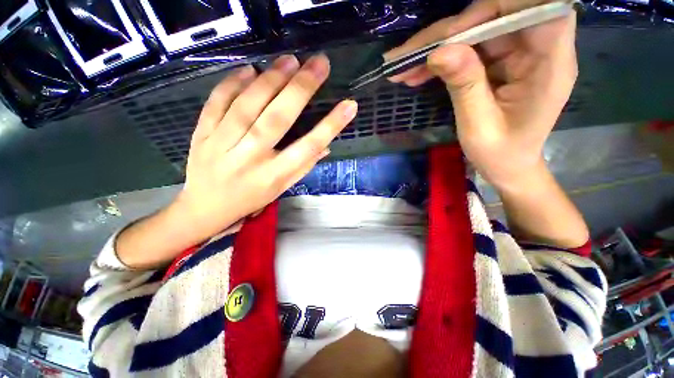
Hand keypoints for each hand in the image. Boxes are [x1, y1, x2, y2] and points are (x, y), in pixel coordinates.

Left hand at [173, 54, 357, 242]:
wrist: (204, 207)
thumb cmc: (251, 199)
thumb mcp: (281, 189)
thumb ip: (303, 167)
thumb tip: (326, 145)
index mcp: (273, 176)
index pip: (307, 148)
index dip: (330, 126)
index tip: (349, 105)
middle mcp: (249, 159)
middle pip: (277, 120)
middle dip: (300, 89)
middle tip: (319, 64)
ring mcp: (221, 145)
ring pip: (247, 107)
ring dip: (270, 80)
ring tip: (290, 61)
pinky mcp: (202, 134)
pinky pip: (216, 103)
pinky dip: (232, 84)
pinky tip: (249, 70)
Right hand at [386, 0, 576, 189]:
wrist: (507, 165)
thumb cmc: (500, 153)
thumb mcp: (478, 126)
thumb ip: (464, 86)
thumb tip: (438, 52)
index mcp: (549, 63)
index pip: (534, 8)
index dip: (495, 9)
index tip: (452, 34)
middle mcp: (537, 49)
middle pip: (494, 18)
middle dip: (446, 34)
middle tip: (404, 57)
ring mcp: (517, 53)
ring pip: (475, 32)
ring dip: (435, 48)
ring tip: (401, 67)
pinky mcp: (500, 61)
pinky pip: (468, 49)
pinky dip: (440, 60)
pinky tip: (416, 74)